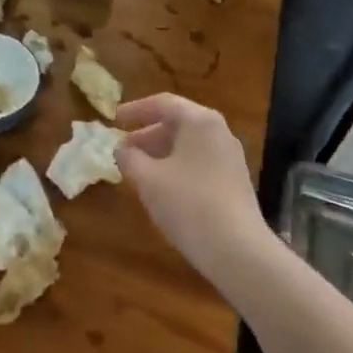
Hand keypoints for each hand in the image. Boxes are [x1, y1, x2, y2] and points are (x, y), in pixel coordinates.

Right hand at [115, 95, 269, 283]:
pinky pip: (199, 161)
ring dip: (160, 152)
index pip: (162, 103)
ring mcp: (230, 157)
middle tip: (122, 149)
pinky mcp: (234, 180)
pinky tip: (162, 187)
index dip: (135, 110)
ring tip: (137, 169)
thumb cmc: (188, 204)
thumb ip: (129, 157)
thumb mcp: (148, 179)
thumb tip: (121, 148)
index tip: (114, 119)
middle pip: (177, 123)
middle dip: (146, 134)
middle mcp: (219, 131)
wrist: (238, 250)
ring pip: (188, 144)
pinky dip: (176, 165)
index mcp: (199, 121)